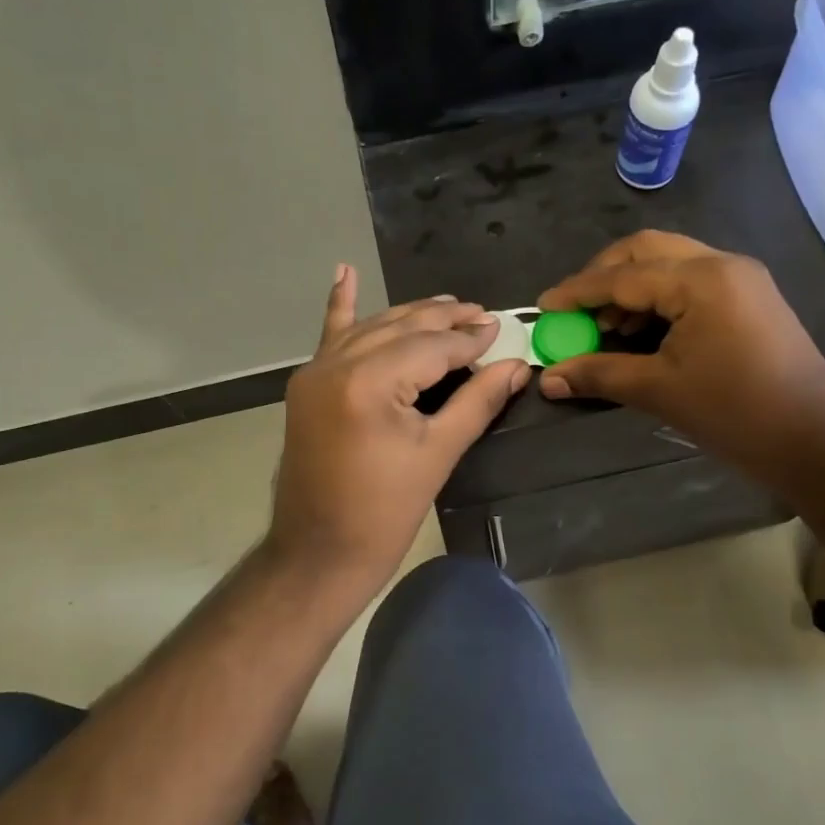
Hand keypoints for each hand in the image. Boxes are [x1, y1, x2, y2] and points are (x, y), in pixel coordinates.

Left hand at [268, 265, 529, 584]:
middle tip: (480, 314)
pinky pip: (329, 336)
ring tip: (446, 306)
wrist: (318, 553)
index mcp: (369, 382)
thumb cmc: (384, 513)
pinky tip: (344, 272)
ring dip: (409, 316)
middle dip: (444, 319)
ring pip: (372, 328)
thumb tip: (518, 367)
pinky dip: (340, 306)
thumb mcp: (438, 454)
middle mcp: (336, 364)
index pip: (431, 346)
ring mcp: (315, 372)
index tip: (499, 329)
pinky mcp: (306, 386)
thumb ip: (478, 402)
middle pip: (401, 328)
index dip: (469, 339)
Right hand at [534, 231, 824, 475]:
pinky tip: (640, 332)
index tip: (543, 307)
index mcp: (701, 279)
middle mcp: (721, 264)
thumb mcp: (658, 390)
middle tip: (575, 309)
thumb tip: (549, 378)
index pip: (622, 275)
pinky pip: (690, 283)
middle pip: (646, 251)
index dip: (577, 292)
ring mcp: (740, 279)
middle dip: (603, 276)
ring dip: (631, 288)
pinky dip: (658, 299)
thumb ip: (599, 374)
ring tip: (605, 327)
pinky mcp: (749, 299)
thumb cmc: (734, 412)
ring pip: (670, 263)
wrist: (815, 442)